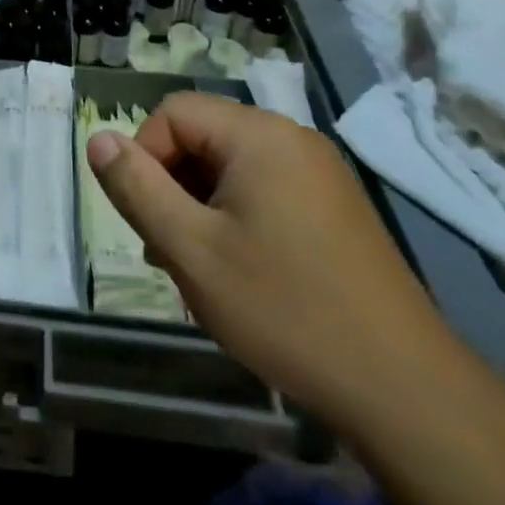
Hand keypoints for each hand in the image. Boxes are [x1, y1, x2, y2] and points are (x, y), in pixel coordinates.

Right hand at [85, 92, 455, 430]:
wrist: (406, 391)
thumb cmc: (285, 309)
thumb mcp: (190, 249)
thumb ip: (136, 187)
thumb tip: (98, 139)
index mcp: (259, 135)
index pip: (172, 113)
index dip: (145, 157)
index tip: (149, 220)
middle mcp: (292, 139)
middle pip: (202, 137)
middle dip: (172, 187)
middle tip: (170, 252)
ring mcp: (320, 173)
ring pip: (230, 168)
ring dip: (201, 207)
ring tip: (202, 270)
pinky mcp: (336, 207)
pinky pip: (264, 190)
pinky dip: (237, 218)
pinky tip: (243, 273)